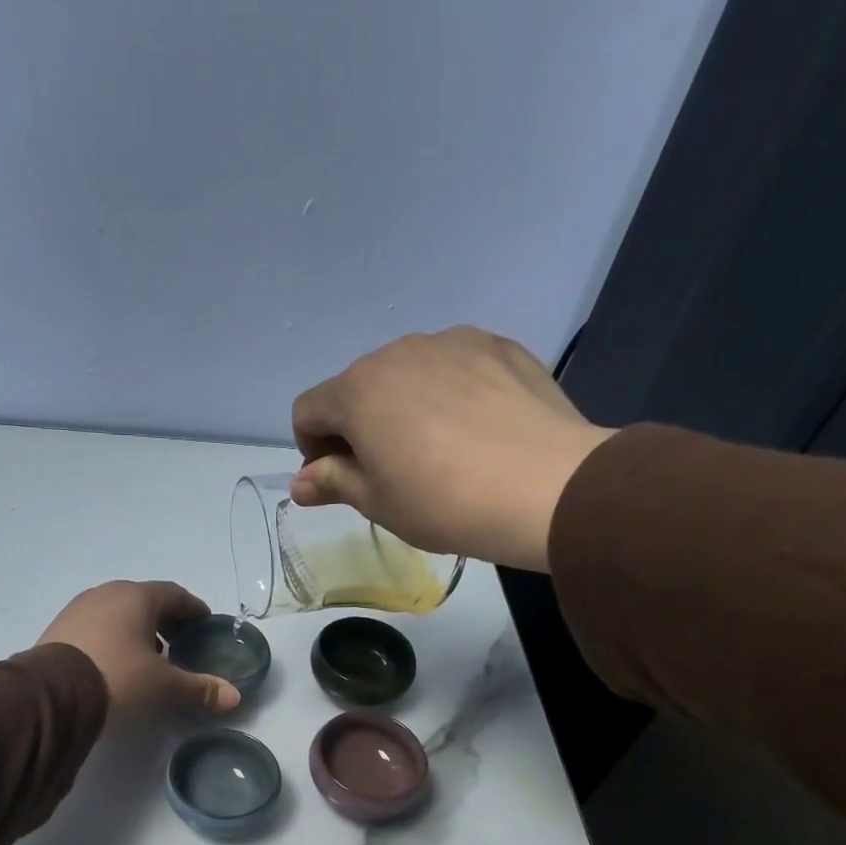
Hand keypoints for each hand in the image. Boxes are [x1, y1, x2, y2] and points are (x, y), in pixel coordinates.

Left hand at [38, 581, 240, 715]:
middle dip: (165, 620)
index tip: (204, 625)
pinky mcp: (59, 628)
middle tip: (179, 644)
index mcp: (138, 597)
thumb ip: (200, 689)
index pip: (175, 594)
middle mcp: (108, 593)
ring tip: (148, 657)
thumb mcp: (164, 686)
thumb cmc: (119, 678)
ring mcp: (79, 608)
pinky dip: (112, 638)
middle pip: (145, 601)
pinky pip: (96, 626)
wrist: (53, 694)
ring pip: (118, 612)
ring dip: (137, 629)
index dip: (193, 610)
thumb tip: (234, 696)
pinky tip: (115, 663)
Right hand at [290, 326, 616, 571]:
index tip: (338, 481)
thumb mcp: (376, 503)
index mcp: (358, 390)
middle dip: (358, 427)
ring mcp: (453, 341)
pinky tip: (474, 431)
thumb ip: (331, 483)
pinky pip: (454, 367)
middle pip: (357, 388)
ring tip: (437, 452)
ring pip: (407, 374)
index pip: (308, 411)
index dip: (312, 450)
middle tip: (388, 473)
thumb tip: (301, 482)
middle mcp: (399, 352)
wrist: (544, 487)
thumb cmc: (442, 502)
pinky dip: (449, 394)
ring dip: (403, 408)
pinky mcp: (499, 345)